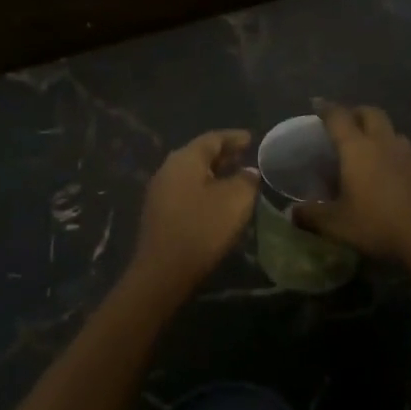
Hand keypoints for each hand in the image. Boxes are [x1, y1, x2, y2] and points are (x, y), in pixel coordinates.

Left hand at [129, 129, 260, 297]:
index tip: (252, 139)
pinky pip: (185, 190)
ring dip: (214, 173)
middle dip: (223, 154)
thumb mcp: (235, 201)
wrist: (163, 271)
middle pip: (199, 154)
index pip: (212, 139)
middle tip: (245, 156)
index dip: (234, 138)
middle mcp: (168, 169)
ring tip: (235, 177)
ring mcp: (160, 192)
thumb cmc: (202, 229)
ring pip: (191, 173)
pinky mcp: (159, 213)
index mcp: (185, 159)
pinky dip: (204, 188)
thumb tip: (248, 172)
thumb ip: (246, 180)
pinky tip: (217, 200)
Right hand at [294, 101, 410, 261]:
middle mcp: (383, 143)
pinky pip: (402, 148)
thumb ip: (312, 216)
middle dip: (355, 112)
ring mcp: (407, 154)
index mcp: (357, 148)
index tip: (316, 103)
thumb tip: (291, 213)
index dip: (326, 108)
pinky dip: (390, 149)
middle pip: (370, 113)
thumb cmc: (378, 224)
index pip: (339, 117)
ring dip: (377, 130)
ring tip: (365, 144)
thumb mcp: (337, 225)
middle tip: (344, 122)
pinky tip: (386, 168)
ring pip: (391, 129)